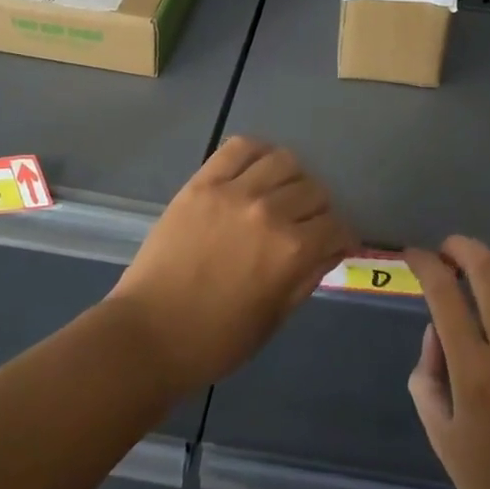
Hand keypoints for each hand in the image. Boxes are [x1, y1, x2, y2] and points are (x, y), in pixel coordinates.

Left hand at [108, 136, 355, 395]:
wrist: (148, 334)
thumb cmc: (216, 340)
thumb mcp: (275, 318)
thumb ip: (307, 277)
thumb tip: (330, 249)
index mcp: (291, 251)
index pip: (336, 226)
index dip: (340, 238)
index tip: (334, 244)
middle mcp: (269, 212)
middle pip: (314, 190)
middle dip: (319, 210)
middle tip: (305, 225)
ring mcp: (233, 192)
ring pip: (284, 161)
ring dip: (292, 178)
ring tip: (281, 194)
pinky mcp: (202, 183)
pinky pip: (240, 148)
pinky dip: (257, 152)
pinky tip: (257, 169)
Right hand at [407, 237, 489, 488]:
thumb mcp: (444, 442)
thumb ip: (428, 380)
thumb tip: (435, 332)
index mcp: (474, 372)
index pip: (443, 293)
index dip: (424, 262)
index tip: (414, 256)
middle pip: (487, 267)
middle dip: (461, 246)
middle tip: (449, 252)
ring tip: (488, 270)